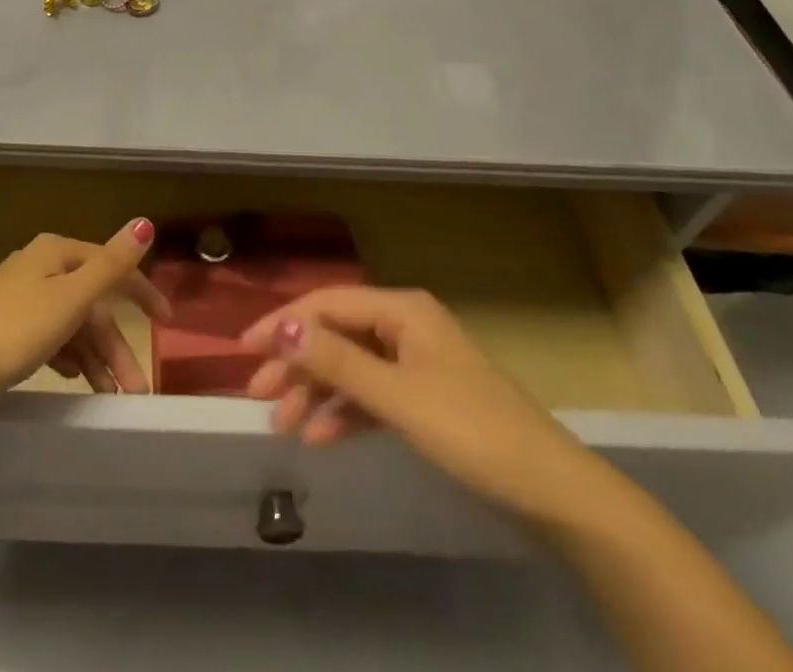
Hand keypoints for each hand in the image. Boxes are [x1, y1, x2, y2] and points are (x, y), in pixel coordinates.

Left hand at [0, 219, 169, 443]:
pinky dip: (69, 356)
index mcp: (57, 252)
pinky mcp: (8, 324)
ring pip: (73, 323)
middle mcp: (41, 265)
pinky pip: (52, 336)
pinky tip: (74, 378)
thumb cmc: (17, 331)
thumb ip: (112, 264)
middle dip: (115, 345)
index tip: (167, 323)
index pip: (111, 267)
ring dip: (95, 357)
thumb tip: (146, 222)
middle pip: (92, 302)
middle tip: (134, 389)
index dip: (141, 293)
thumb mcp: (72, 298)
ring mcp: (22, 295)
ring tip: (111, 395)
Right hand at [242, 287, 594, 518]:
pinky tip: (320, 436)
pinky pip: (371, 394)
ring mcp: (415, 361)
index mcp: (401, 310)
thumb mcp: (396, 396)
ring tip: (283, 424)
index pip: (326, 304)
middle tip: (259, 396)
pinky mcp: (423, 396)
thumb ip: (337, 361)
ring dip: (316, 391)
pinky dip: (344, 411)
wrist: (548, 489)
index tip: (244, 350)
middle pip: (335, 334)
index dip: (283, 323)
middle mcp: (404, 325)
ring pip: (350, 366)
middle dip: (296, 362)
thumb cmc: (469, 430)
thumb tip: (282, 328)